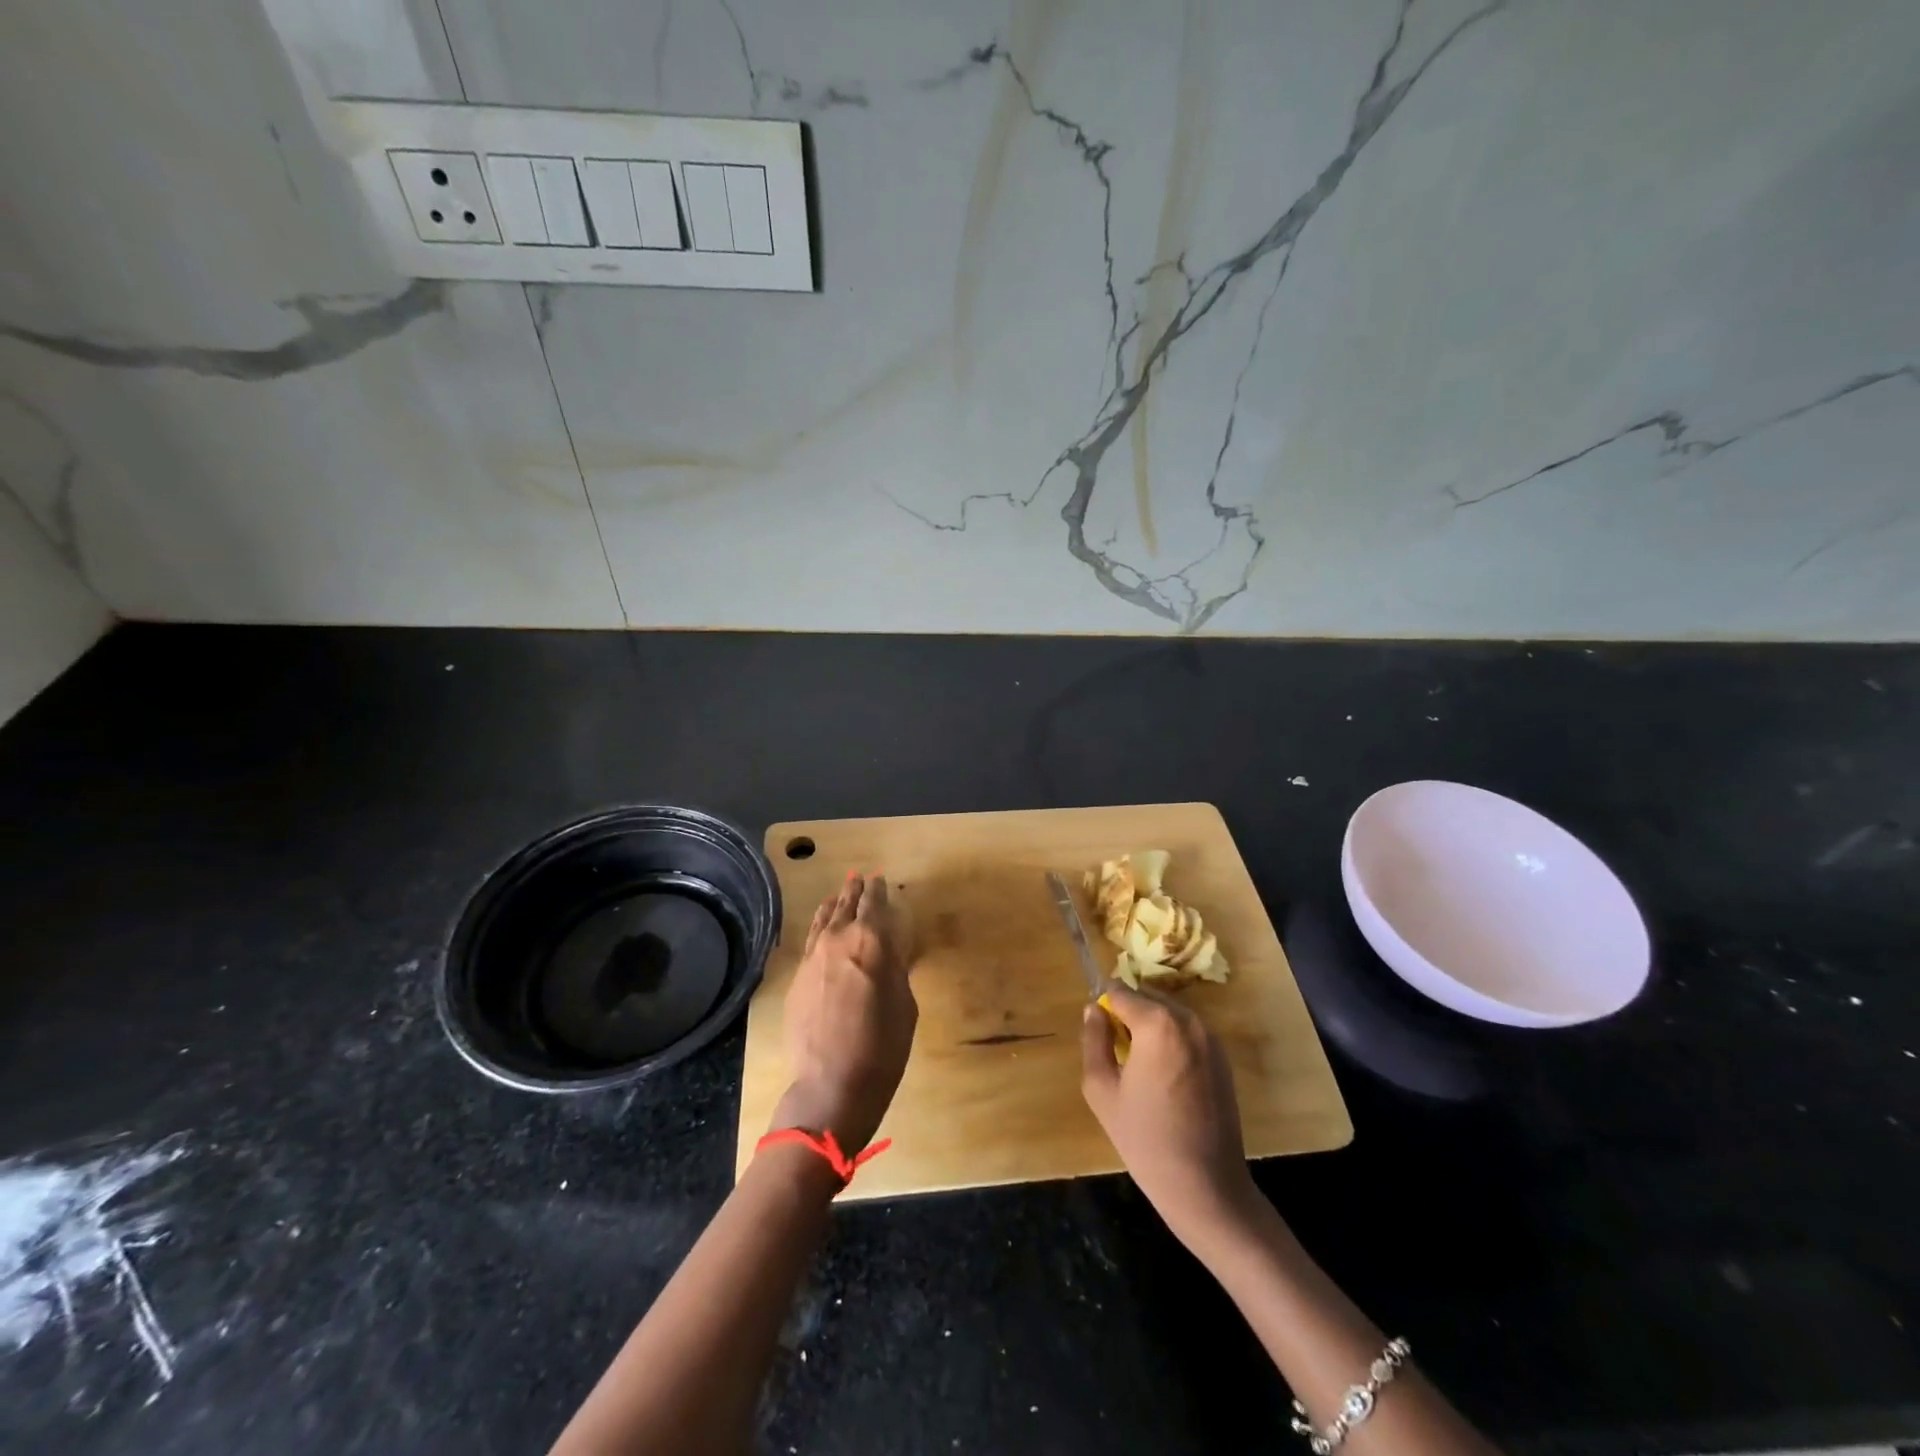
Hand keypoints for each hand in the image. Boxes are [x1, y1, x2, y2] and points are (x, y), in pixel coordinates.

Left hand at [772, 874, 916, 1151]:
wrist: (833, 1083)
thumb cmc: (883, 1046)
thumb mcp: (904, 1004)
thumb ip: (896, 968)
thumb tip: (889, 950)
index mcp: (871, 941)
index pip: (874, 904)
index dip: (878, 890)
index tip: (880, 880)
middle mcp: (839, 940)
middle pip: (846, 905)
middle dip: (854, 891)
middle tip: (859, 878)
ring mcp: (813, 958)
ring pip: (824, 920)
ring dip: (834, 904)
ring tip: (839, 895)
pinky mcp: (798, 978)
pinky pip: (811, 941)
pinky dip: (820, 928)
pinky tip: (822, 929)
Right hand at [1081, 981, 1258, 1247]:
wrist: (1206, 1187)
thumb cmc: (1146, 1139)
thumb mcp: (1101, 1090)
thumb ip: (1094, 1040)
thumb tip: (1093, 1010)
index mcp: (1157, 1023)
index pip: (1121, 991)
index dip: (1104, 1007)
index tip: (1099, 1033)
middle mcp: (1189, 1020)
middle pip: (1148, 997)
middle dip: (1129, 1013)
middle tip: (1117, 1051)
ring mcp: (1211, 1038)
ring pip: (1169, 1013)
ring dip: (1151, 1026)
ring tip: (1140, 1066)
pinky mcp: (1223, 1058)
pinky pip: (1188, 1032)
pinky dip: (1172, 1040)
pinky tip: (1164, 1078)